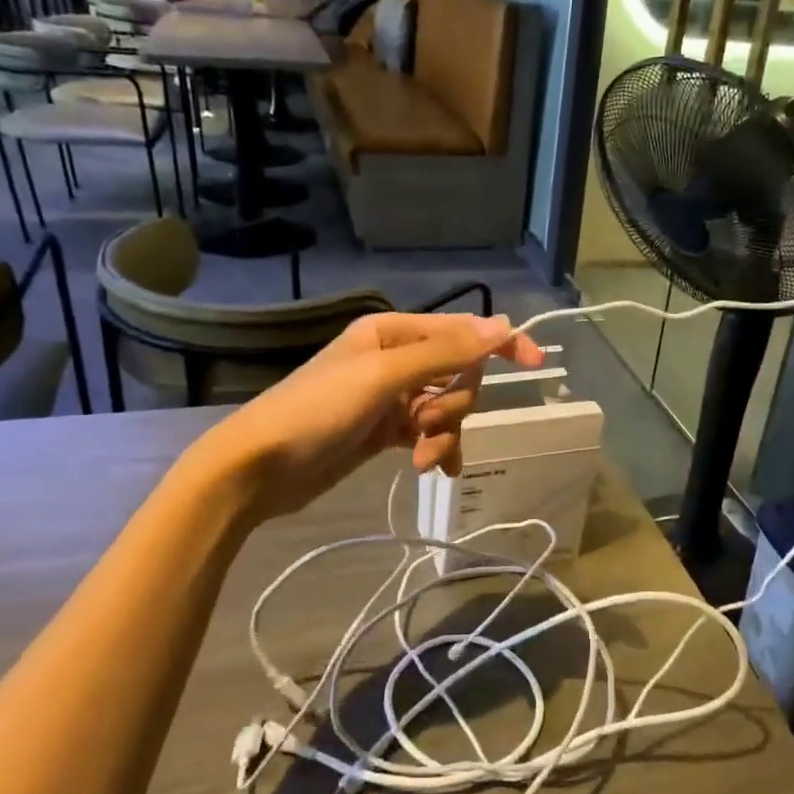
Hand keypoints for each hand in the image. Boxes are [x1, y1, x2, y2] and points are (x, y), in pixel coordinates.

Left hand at [208, 311, 544, 520]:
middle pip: (457, 375)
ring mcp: (391, 398)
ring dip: (443, 434)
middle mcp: (395, 359)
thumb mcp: (383, 377)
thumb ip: (444, 352)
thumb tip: (504, 324)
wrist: (259, 468)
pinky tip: (432, 470)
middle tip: (427, 425)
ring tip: (421, 458)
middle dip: (453, 405)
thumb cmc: (317, 411)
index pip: (461, 331)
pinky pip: (428, 434)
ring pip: (445, 409)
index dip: (500, 344)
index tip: (535, 364)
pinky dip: (435, 450)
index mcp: (393, 333)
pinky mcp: (385, 431)